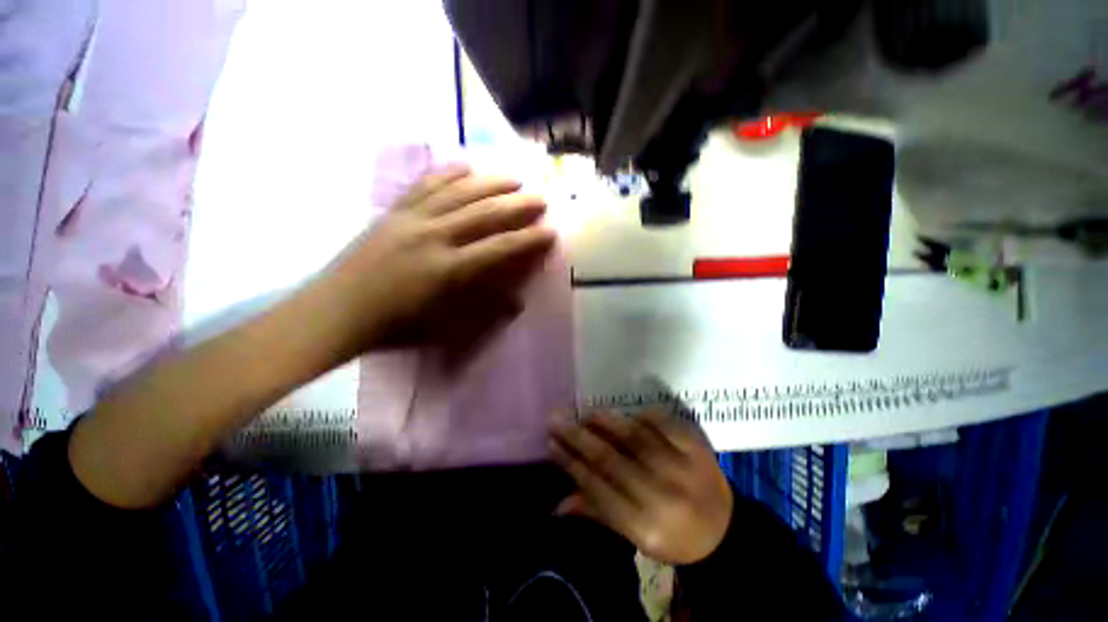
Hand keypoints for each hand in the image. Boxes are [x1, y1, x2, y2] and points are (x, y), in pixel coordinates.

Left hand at [316, 165, 555, 353]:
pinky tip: (466, 166)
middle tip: (540, 197)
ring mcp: (412, 219)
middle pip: (484, 213)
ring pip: (458, 192)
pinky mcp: (394, 211)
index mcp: (448, 269)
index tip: (550, 231)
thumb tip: (517, 302)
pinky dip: (449, 173)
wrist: (337, 311)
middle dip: (517, 205)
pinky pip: (426, 185)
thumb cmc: (395, 326)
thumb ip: (484, 311)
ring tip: (513, 178)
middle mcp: (434, 236)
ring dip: (490, 183)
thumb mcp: (445, 327)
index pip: (499, 248)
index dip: (528, 239)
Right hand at [549, 411, 733, 564]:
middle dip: (579, 437)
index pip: (598, 488)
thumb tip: (558, 504)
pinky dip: (643, 416)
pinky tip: (626, 415)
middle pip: (612, 460)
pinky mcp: (698, 449)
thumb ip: (597, 514)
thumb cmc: (673, 538)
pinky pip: (665, 425)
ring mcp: (683, 468)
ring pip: (636, 438)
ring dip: (606, 422)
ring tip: (586, 414)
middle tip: (557, 419)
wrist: (725, 532)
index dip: (571, 463)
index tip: (551, 443)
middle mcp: (662, 496)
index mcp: (645, 527)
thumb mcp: (635, 539)